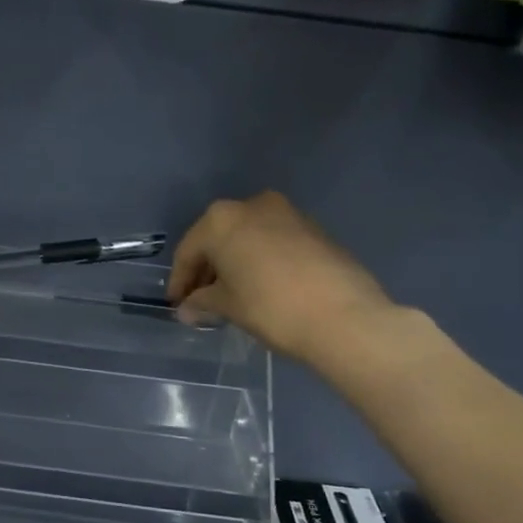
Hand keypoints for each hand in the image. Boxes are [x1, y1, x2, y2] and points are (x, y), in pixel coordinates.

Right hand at [167, 191, 393, 363]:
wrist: (345, 316)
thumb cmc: (272, 307)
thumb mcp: (229, 306)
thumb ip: (202, 302)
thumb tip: (187, 309)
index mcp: (221, 219)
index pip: (189, 250)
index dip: (180, 280)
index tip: (177, 305)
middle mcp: (251, 205)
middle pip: (217, 238)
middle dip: (206, 269)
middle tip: (199, 300)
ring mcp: (286, 213)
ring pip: (246, 237)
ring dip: (233, 263)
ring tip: (229, 295)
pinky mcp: (312, 228)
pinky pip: (271, 241)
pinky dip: (258, 260)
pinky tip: (259, 286)